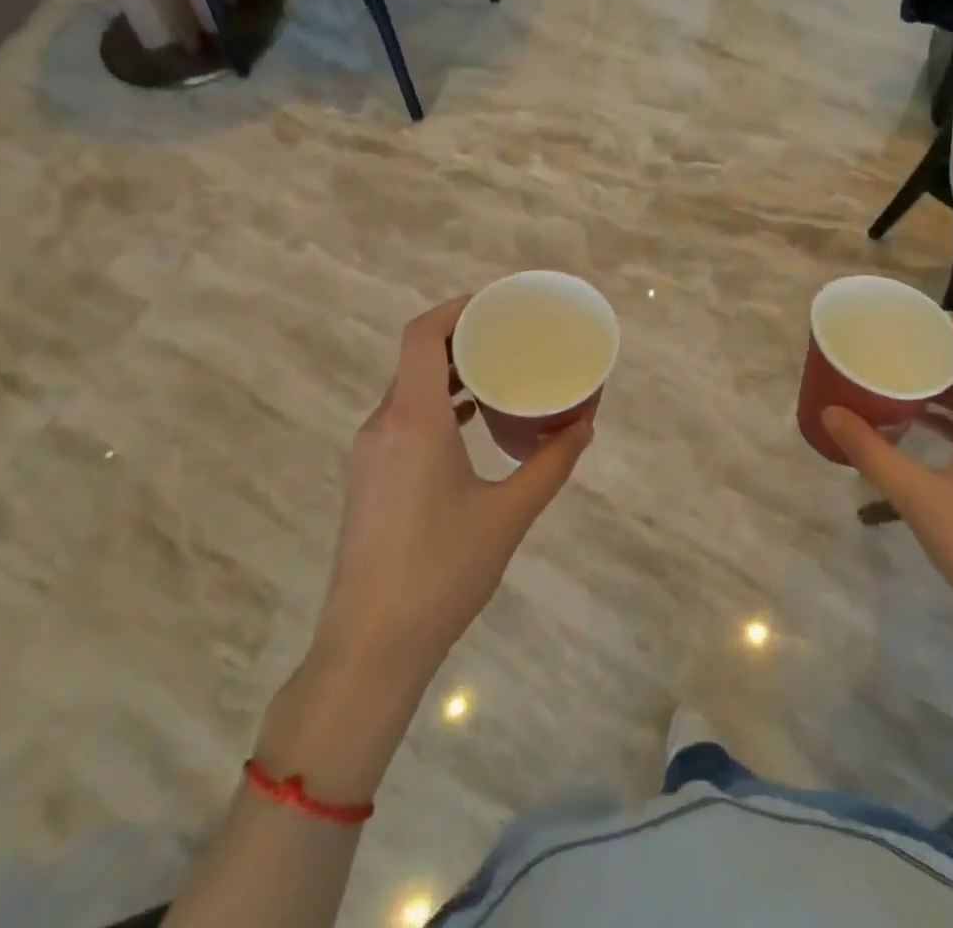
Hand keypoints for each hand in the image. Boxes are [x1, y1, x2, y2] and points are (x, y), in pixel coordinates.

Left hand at [310, 296, 593, 683]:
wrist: (370, 647)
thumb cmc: (442, 572)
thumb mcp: (508, 515)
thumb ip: (551, 464)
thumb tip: (583, 426)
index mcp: (414, 420)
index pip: (422, 336)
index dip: (457, 308)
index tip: (497, 304)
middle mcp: (384, 425)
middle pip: (417, 357)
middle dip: (462, 338)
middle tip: (511, 336)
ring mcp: (370, 452)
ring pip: (409, 389)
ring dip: (450, 373)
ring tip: (498, 373)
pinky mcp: (369, 477)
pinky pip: (404, 418)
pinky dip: (437, 404)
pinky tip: (471, 422)